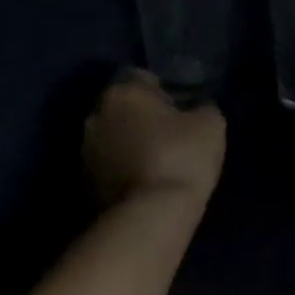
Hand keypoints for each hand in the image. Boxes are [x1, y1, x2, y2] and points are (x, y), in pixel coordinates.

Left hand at [85, 70, 225, 210]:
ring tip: (155, 163)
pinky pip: (107, 165)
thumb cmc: (181, 159)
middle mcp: (96, 113)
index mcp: (124, 91)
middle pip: (123, 107)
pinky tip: (142, 183)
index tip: (180, 110)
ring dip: (128, 144)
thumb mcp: (211, 125)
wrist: (149, 216)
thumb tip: (197, 109)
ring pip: (112, 137)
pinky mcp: (83, 181)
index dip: (164, 91)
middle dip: (141, 117)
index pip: (143, 77)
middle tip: (169, 136)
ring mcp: (84, 149)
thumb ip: (203, 108)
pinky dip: (121, 169)